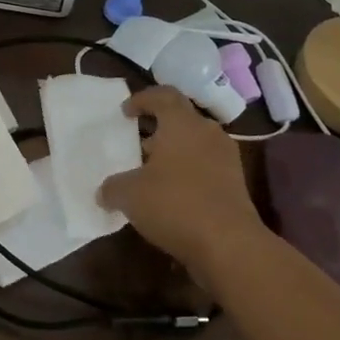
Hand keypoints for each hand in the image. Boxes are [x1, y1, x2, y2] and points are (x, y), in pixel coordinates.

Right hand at [98, 86, 269, 282]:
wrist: (229, 244)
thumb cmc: (175, 204)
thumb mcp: (129, 195)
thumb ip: (112, 187)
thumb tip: (104, 191)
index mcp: (182, 123)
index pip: (163, 95)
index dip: (142, 99)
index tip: (125, 112)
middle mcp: (207, 133)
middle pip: (180, 119)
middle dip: (156, 129)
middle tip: (135, 143)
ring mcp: (226, 159)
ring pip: (194, 144)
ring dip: (172, 153)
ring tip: (149, 172)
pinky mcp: (235, 184)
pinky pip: (205, 167)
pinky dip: (187, 174)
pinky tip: (169, 195)